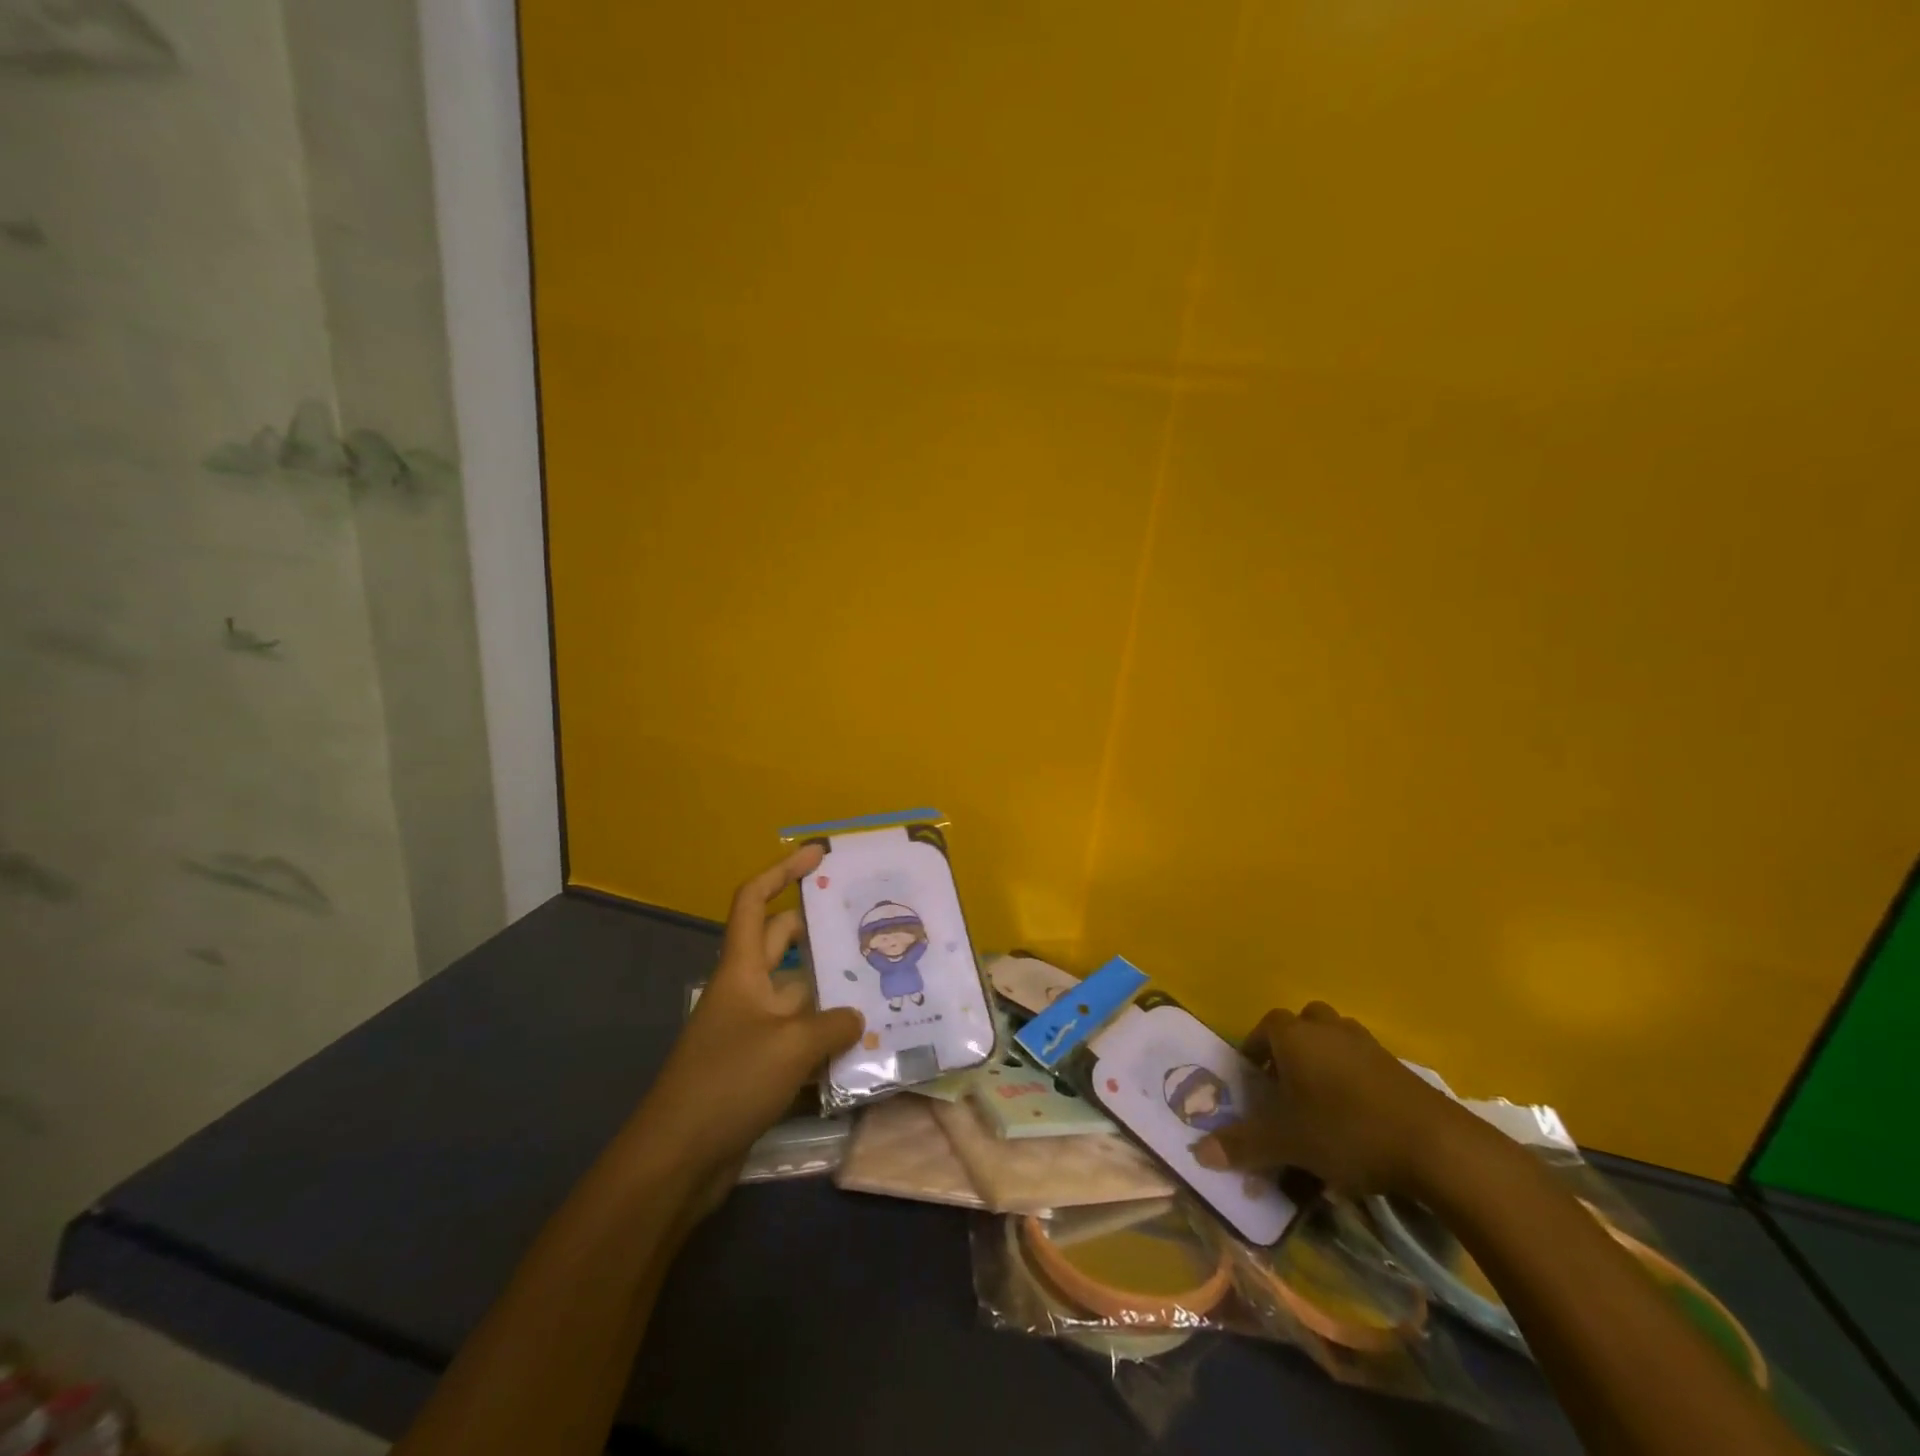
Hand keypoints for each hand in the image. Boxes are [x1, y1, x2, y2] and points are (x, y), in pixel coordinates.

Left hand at [623, 845, 862, 1199]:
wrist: (678, 1159)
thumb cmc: (729, 1081)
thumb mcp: (790, 1046)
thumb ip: (833, 1025)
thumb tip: (858, 1018)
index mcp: (742, 970)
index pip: (755, 902)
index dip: (782, 872)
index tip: (817, 855)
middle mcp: (747, 991)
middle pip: (783, 943)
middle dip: (820, 929)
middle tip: (867, 923)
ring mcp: (753, 1030)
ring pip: (799, 995)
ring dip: (833, 990)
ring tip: (883, 983)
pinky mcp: (759, 1067)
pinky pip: (800, 1038)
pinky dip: (827, 1038)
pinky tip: (865, 1046)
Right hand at [1193, 1001, 1469, 1196]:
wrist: (1437, 1146)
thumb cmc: (1346, 1131)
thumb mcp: (1287, 1143)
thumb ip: (1242, 1145)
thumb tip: (1198, 1154)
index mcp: (1294, 1036)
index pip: (1264, 1028)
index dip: (1255, 1050)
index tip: (1253, 1080)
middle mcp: (1327, 1029)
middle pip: (1302, 1024)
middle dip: (1291, 1048)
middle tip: (1286, 1085)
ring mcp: (1367, 1044)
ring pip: (1335, 1039)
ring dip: (1325, 1060)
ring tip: (1321, 1102)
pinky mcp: (1399, 1067)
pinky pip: (1364, 1062)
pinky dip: (1355, 1079)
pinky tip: (1359, 1118)